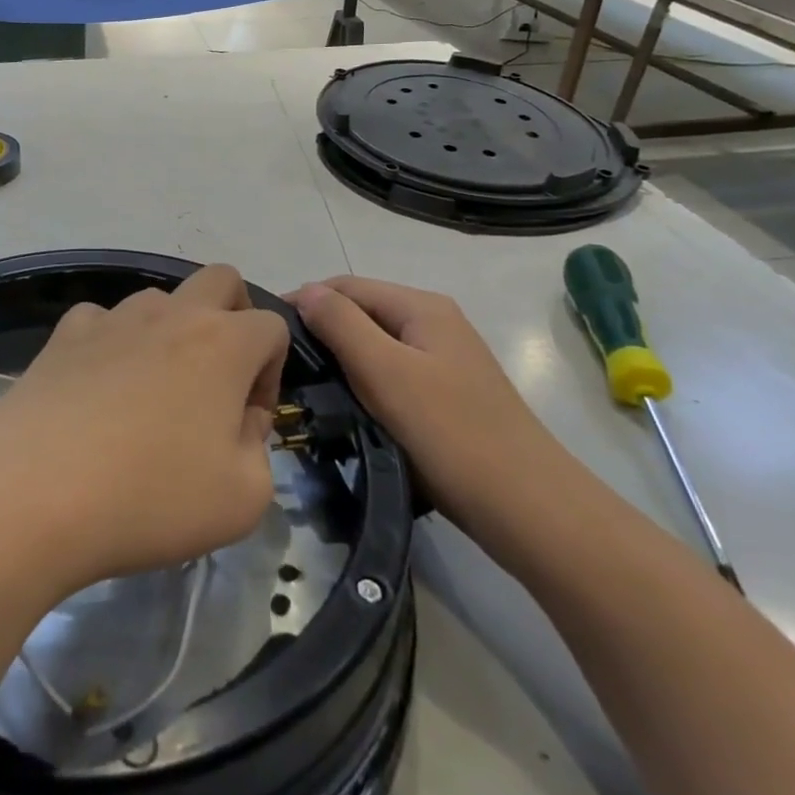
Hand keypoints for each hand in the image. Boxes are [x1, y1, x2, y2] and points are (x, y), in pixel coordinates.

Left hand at [0, 264, 287, 595]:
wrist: (34, 490)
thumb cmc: (150, 496)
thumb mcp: (242, 498)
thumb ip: (259, 450)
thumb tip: (239, 421)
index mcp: (223, 343)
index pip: (272, 326)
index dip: (272, 372)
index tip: (248, 421)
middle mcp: (171, 314)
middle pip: (221, 280)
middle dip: (233, 318)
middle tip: (217, 379)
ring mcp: (112, 318)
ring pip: (158, 300)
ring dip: (170, 332)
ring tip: (151, 394)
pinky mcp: (63, 335)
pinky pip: (100, 321)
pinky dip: (111, 343)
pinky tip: (98, 389)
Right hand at [288, 276, 554, 522]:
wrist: (528, 508)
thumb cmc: (450, 433)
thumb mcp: (386, 372)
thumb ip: (342, 325)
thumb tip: (306, 291)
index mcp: (422, 307)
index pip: (346, 286)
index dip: (305, 301)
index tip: (266, 334)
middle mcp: (434, 323)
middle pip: (362, 312)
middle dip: (321, 330)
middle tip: (280, 364)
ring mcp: (443, 360)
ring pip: (375, 345)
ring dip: (340, 358)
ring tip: (304, 385)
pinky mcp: (446, 395)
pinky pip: (391, 373)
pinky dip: (362, 382)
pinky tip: (345, 405)